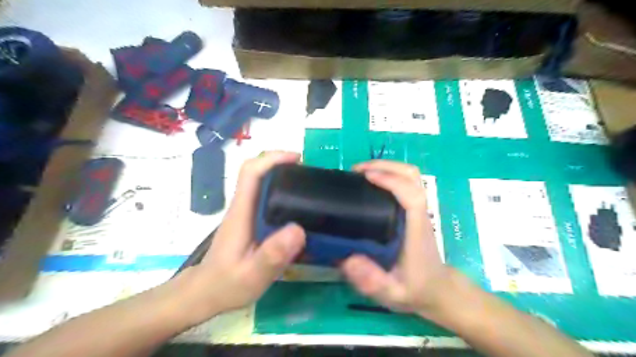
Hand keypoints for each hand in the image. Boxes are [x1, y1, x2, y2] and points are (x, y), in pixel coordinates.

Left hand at [180, 152, 305, 319]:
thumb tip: (298, 229)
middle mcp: (243, 206)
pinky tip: (298, 208)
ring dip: (284, 177)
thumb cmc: (226, 285)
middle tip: (309, 173)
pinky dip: (283, 193)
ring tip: (308, 187)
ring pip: (263, 183)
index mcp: (241, 212)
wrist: (205, 293)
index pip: (251, 172)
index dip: (272, 158)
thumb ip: (272, 255)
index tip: (297, 159)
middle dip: (282, 164)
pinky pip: (267, 198)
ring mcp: (246, 213)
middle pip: (258, 172)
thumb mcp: (252, 276)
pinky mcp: (251, 220)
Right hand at [343, 161, 456, 318]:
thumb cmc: (416, 289)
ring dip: (386, 167)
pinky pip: (405, 183)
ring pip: (411, 176)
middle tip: (356, 171)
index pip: (412, 195)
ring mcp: (419, 210)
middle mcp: (420, 214)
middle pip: (413, 176)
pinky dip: (388, 175)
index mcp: (416, 230)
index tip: (366, 176)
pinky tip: (370, 184)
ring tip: (361, 174)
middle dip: (386, 166)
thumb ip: (373, 281)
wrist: (438, 290)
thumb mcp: (392, 294)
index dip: (391, 180)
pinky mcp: (414, 210)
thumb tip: (348, 260)